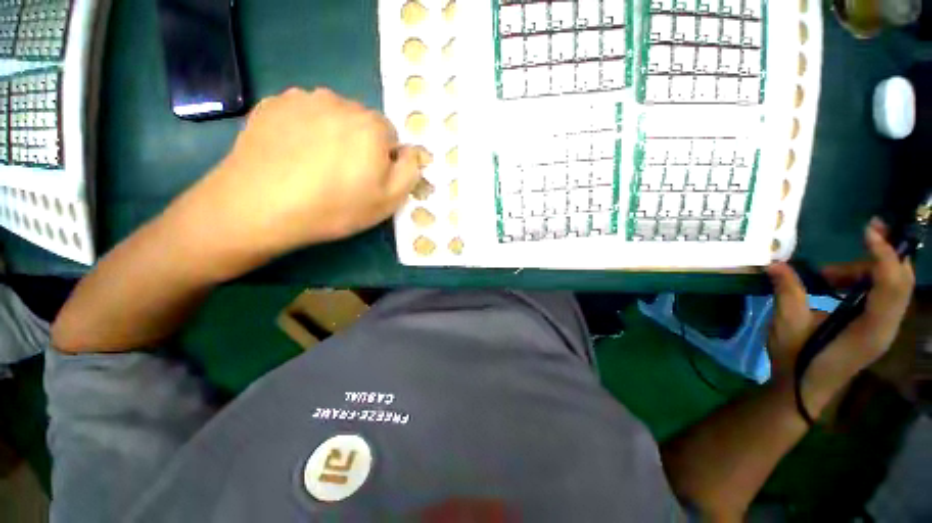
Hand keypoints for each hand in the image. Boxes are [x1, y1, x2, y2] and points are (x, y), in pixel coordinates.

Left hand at [174, 87, 427, 273]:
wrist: (261, 206)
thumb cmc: (335, 207)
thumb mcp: (389, 200)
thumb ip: (410, 171)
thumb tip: (413, 152)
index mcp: (371, 126)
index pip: (390, 137)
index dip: (383, 160)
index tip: (369, 179)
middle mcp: (340, 102)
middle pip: (361, 123)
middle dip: (359, 144)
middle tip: (342, 175)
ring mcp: (302, 99)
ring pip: (331, 116)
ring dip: (331, 135)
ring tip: (314, 165)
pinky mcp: (272, 104)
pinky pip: (302, 115)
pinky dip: (303, 130)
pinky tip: (292, 154)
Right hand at [765, 219, 914, 414]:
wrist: (802, 389)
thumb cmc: (796, 360)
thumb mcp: (787, 325)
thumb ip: (788, 292)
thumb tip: (776, 264)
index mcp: (870, 330)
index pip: (892, 287)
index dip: (885, 256)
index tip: (868, 231)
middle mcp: (886, 328)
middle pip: (901, 282)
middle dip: (884, 256)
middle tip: (864, 236)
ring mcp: (883, 328)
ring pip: (893, 286)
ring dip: (867, 270)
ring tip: (829, 274)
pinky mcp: (876, 327)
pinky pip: (883, 295)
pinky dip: (865, 280)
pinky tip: (836, 283)